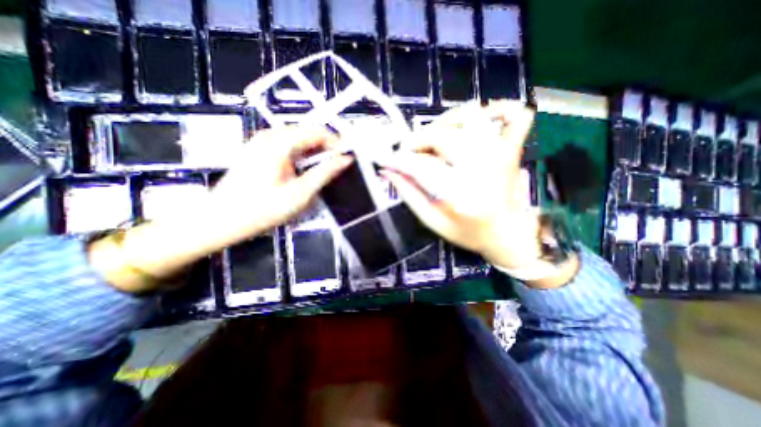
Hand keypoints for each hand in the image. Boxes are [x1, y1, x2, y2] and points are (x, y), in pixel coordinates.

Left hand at [207, 127, 350, 246]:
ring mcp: (262, 142)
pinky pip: (288, 147)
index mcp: (279, 143)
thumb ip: (324, 173)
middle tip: (338, 166)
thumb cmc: (261, 209)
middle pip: (308, 133)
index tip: (347, 158)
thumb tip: (345, 160)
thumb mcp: (300, 194)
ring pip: (299, 140)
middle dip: (326, 148)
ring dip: (315, 153)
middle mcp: (269, 136)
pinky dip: (302, 156)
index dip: (336, 143)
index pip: (317, 132)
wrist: (220, 220)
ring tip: (324, 171)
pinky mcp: (259, 151)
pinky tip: (305, 172)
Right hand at [379, 100, 544, 270]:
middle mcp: (481, 168)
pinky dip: (498, 108)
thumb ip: (409, 194)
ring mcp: (500, 154)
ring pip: (469, 117)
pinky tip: (481, 118)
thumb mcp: (432, 221)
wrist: (510, 235)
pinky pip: (515, 115)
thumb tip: (388, 170)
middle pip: (442, 135)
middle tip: (410, 152)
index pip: (421, 165)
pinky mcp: (512, 149)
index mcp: (459, 194)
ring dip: (445, 122)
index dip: (399, 160)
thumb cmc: (469, 233)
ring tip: (435, 137)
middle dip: (417, 140)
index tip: (388, 160)